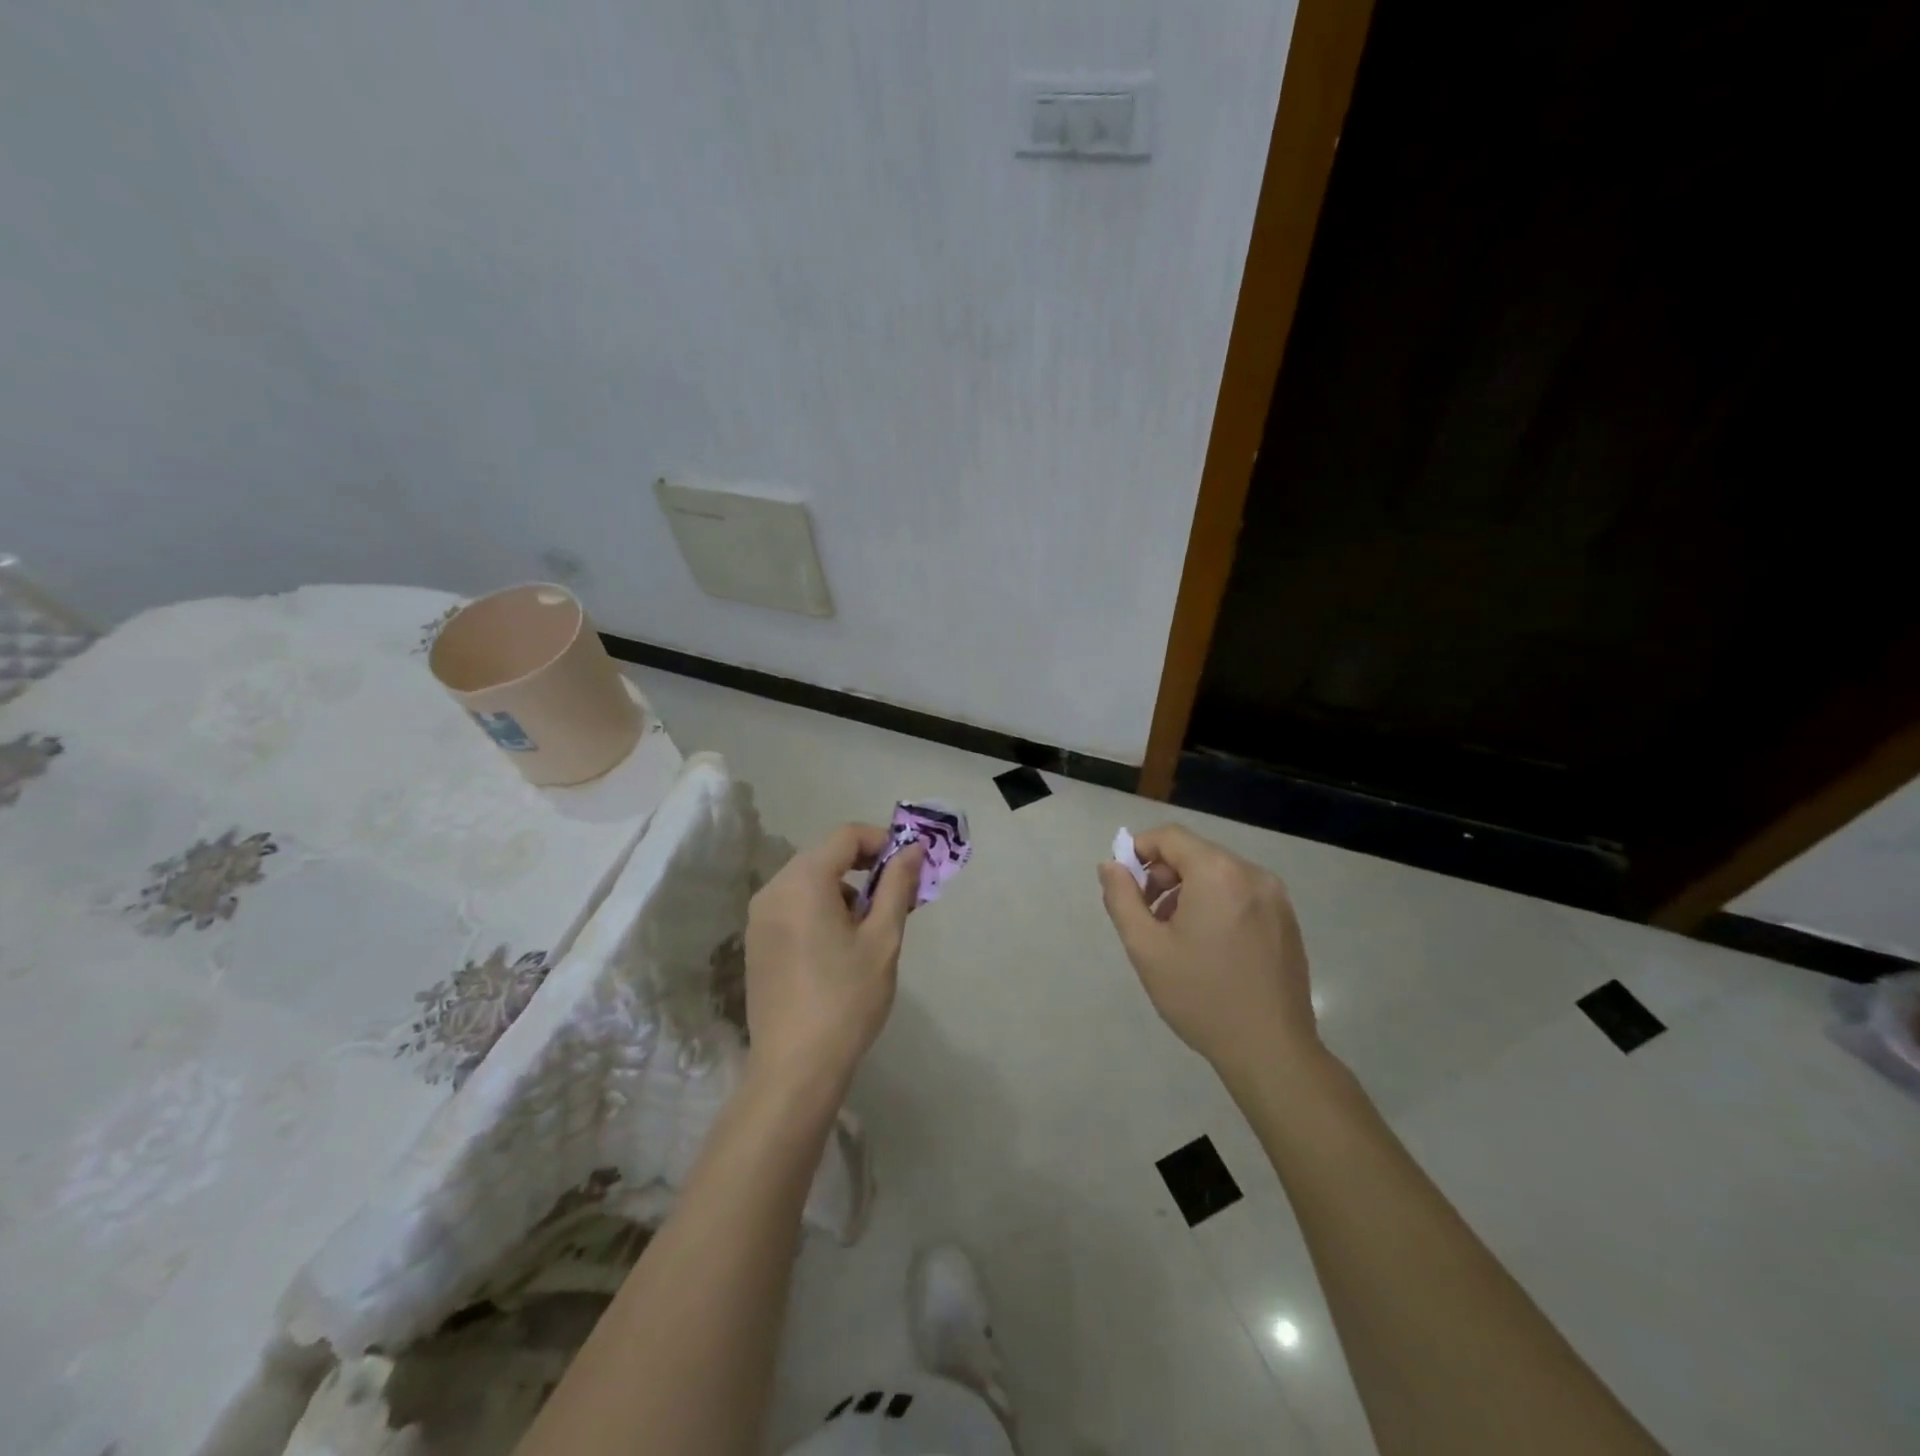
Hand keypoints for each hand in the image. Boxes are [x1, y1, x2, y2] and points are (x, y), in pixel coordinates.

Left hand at [744, 824, 924, 1087]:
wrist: (795, 1067)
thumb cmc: (846, 999)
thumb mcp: (883, 939)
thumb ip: (897, 886)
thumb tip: (912, 849)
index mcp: (803, 882)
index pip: (846, 836)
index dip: (883, 841)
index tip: (910, 866)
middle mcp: (774, 890)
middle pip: (826, 856)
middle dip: (866, 867)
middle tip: (900, 897)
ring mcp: (760, 917)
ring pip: (810, 881)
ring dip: (845, 889)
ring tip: (874, 926)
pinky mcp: (757, 942)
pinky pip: (794, 905)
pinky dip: (822, 908)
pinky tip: (842, 945)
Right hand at [1097, 824, 1317, 1075]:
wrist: (1271, 1050)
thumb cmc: (1200, 996)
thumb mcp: (1146, 947)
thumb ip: (1122, 898)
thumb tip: (1111, 865)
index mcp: (1218, 873)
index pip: (1169, 836)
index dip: (1139, 851)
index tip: (1125, 886)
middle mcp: (1252, 873)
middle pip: (1195, 853)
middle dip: (1163, 875)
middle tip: (1147, 916)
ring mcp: (1276, 897)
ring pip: (1218, 873)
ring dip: (1188, 890)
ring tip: (1175, 935)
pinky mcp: (1287, 919)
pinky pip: (1241, 893)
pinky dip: (1216, 903)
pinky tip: (1208, 946)